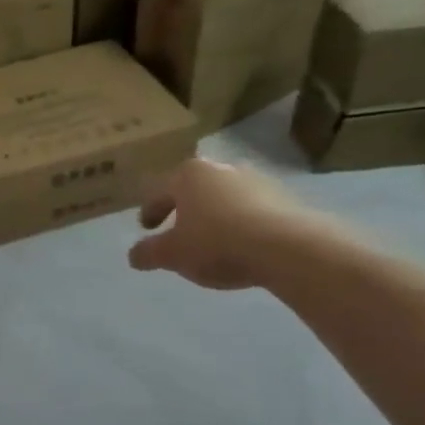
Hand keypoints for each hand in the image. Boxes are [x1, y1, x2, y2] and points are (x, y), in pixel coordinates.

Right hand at [129, 159, 322, 290]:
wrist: (290, 248)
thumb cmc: (217, 243)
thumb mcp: (172, 255)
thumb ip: (148, 253)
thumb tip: (134, 255)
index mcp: (188, 175)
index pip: (159, 192)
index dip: (149, 212)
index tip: (146, 228)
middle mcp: (221, 169)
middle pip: (194, 191)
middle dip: (184, 210)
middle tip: (177, 231)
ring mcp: (257, 181)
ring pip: (224, 199)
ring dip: (214, 217)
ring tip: (211, 242)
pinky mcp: (285, 198)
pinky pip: (252, 211)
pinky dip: (241, 224)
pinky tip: (242, 246)